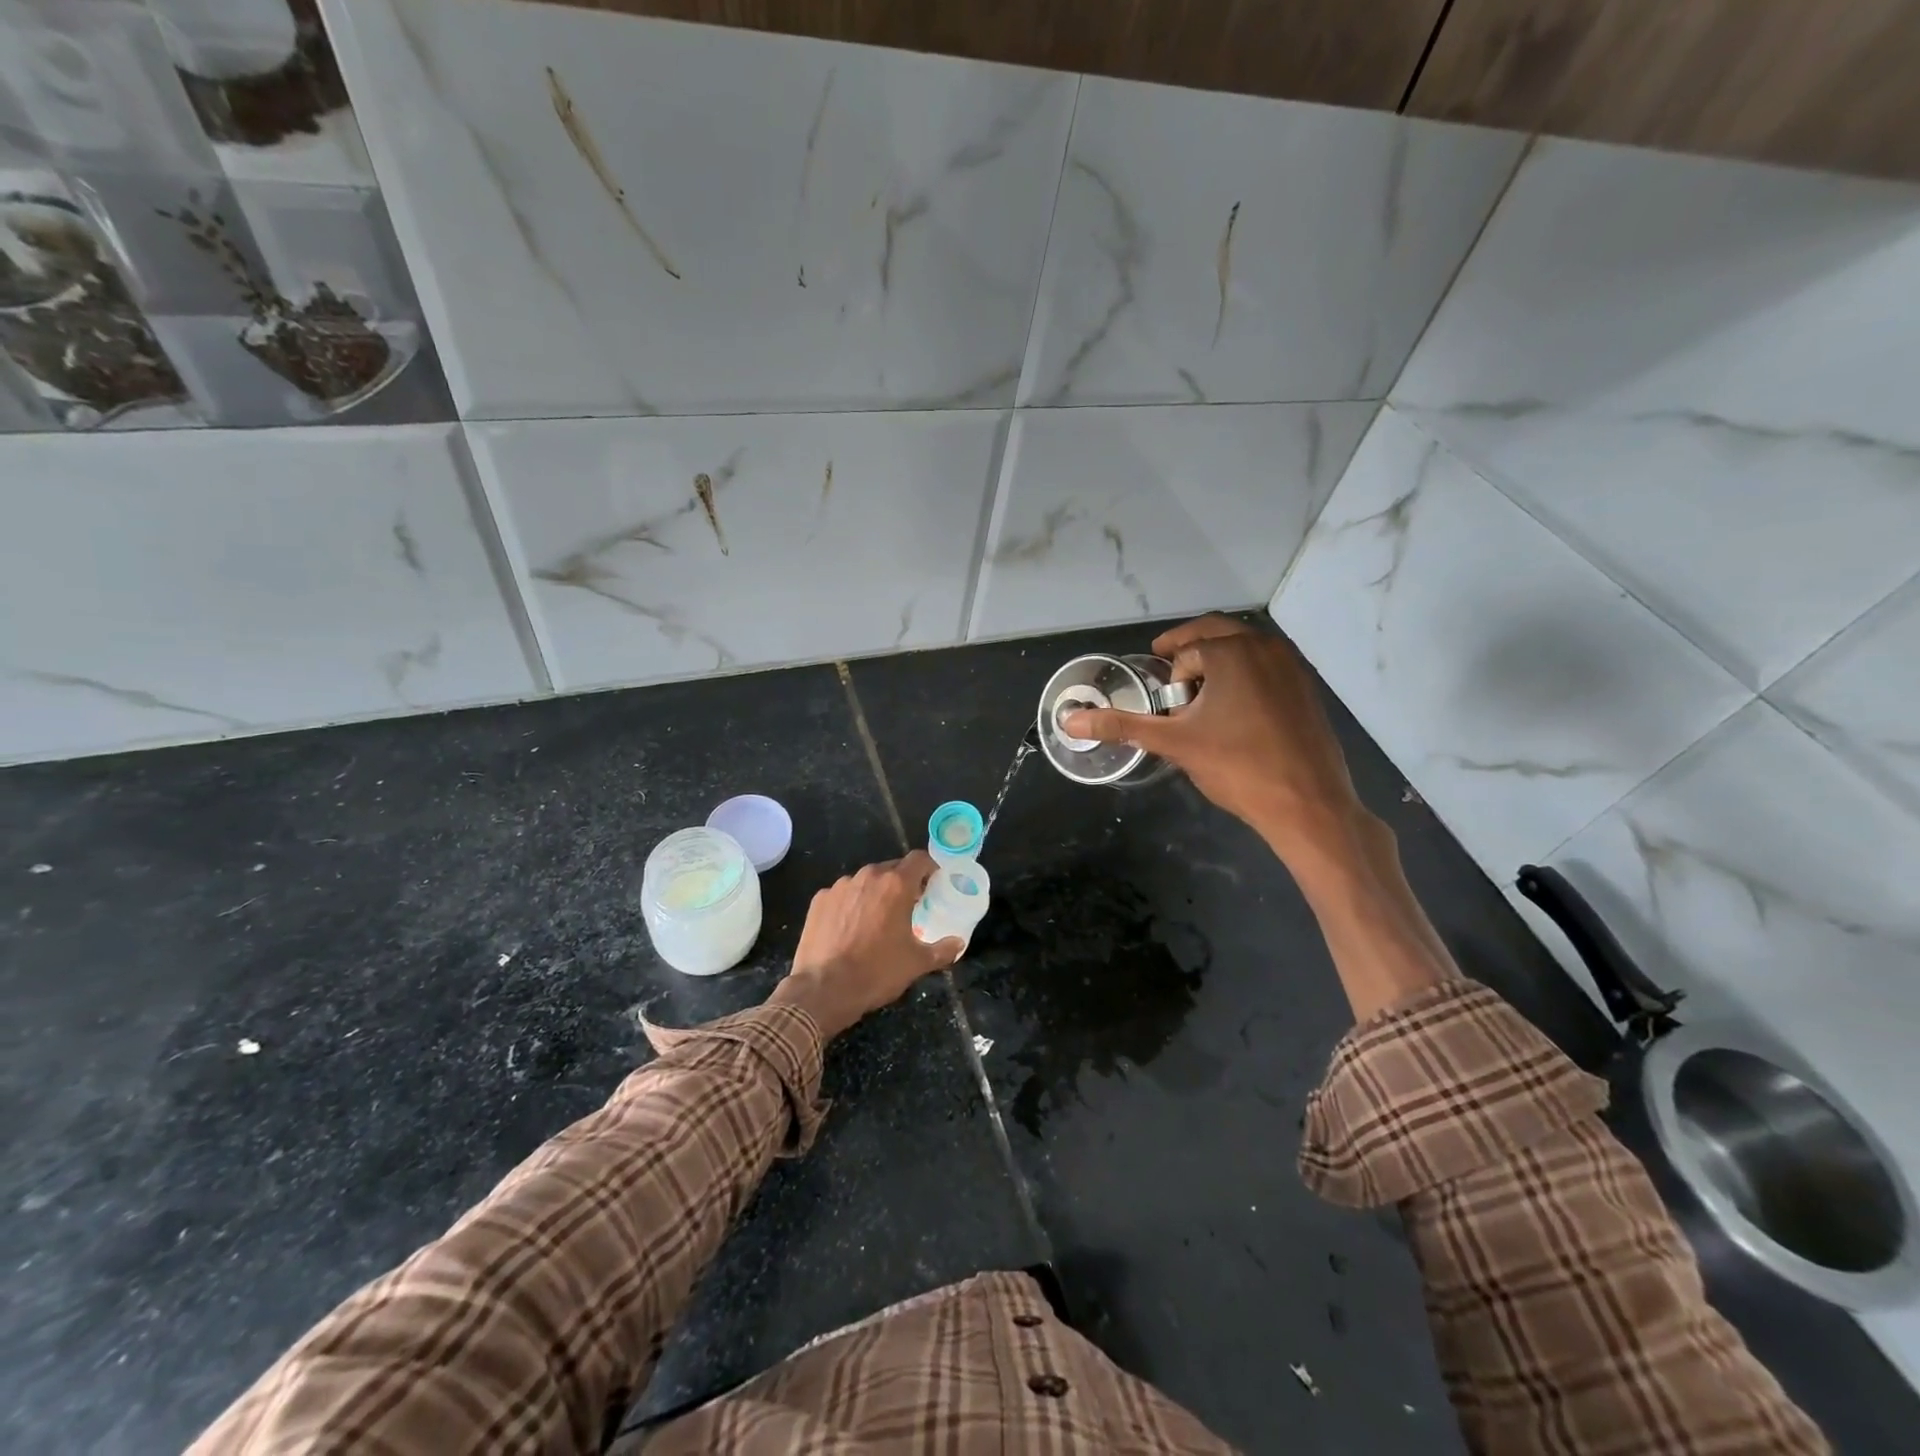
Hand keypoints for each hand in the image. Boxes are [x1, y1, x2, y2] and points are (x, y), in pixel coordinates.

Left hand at [768, 851, 961, 1039]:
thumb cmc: (876, 972)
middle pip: (891, 869)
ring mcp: (840, 886)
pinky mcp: (819, 900)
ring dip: (875, 893)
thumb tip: (958, 943)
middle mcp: (868, 877)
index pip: (919, 859)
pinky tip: (849, 928)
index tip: (933, 882)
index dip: (929, 867)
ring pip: (865, 881)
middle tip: (908, 906)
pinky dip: (850, 904)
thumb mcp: (916, 963)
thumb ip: (942, 950)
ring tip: (876, 919)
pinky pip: (842, 894)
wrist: (823, 989)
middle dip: (902, 883)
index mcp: (896, 885)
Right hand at [1061, 616, 1367, 860]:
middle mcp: (1266, 647)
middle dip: (1189, 652)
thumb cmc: (1238, 767)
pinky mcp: (1308, 689)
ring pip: (1245, 647)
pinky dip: (1245, 675)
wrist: (1309, 805)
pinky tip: (1237, 714)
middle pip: (1216, 633)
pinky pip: (1267, 666)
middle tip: (1170, 678)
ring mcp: (1293, 666)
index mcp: (1232, 651)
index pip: (1187, 651)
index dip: (1170, 675)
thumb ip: (1122, 726)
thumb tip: (1069, 720)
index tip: (1164, 700)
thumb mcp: (1174, 743)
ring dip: (1218, 661)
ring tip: (1202, 697)